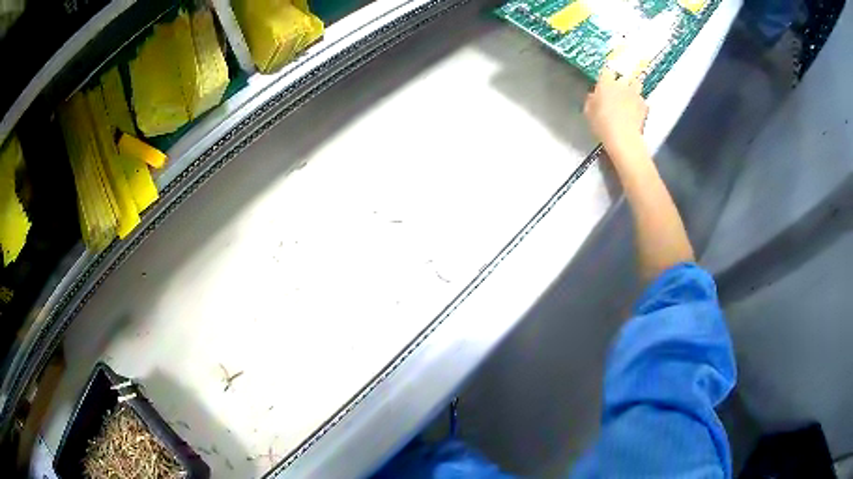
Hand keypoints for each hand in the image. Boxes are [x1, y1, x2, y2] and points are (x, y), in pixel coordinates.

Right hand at [584, 67, 647, 154]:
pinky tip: (636, 112)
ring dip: (633, 89)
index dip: (605, 76)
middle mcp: (621, 84)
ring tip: (629, 98)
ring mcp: (635, 94)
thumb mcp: (588, 112)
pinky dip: (640, 104)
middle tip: (618, 91)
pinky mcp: (644, 105)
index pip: (606, 71)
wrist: (623, 138)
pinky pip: (642, 101)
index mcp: (605, 82)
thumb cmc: (602, 124)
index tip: (604, 82)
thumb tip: (593, 96)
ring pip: (636, 84)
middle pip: (624, 76)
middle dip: (622, 82)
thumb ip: (591, 100)